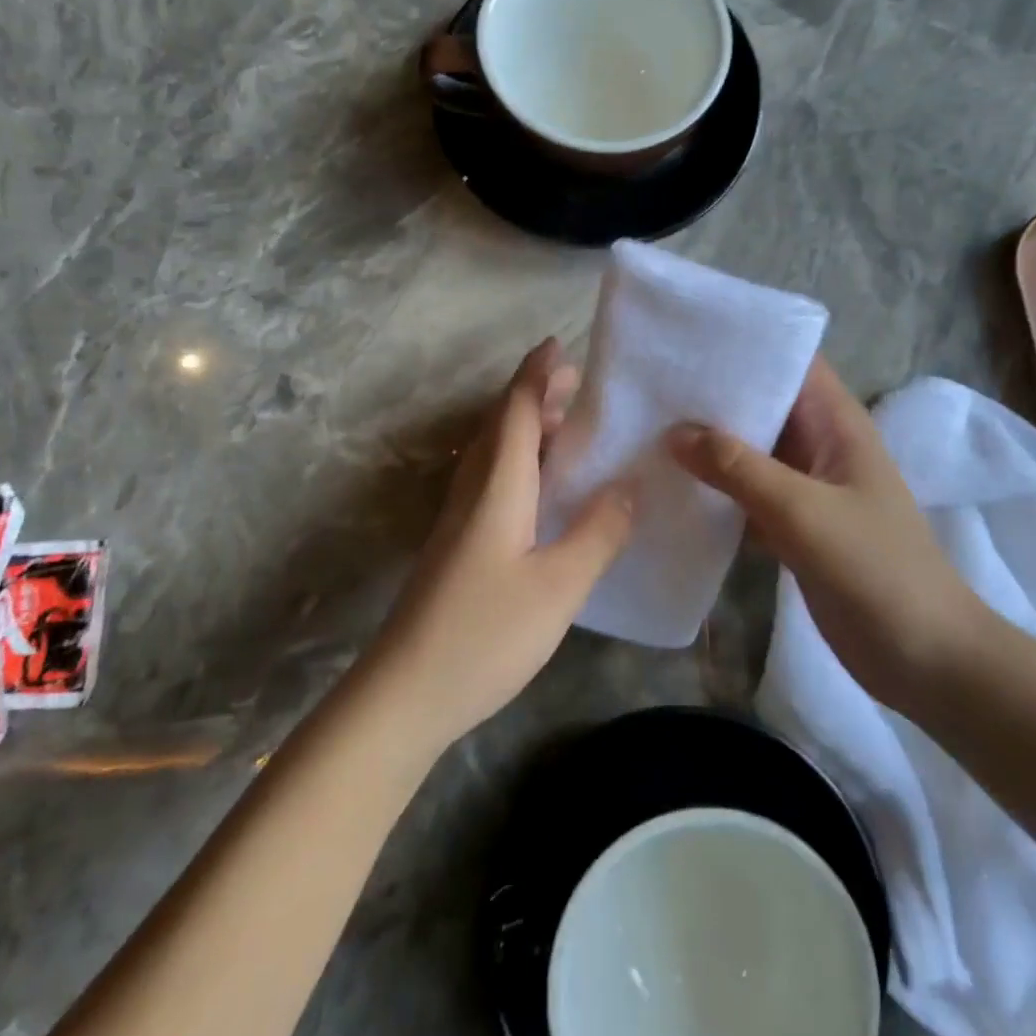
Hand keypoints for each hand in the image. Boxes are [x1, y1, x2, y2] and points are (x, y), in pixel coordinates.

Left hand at [371, 339, 634, 749]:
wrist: (406, 691)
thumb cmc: (485, 633)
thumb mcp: (558, 586)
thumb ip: (598, 532)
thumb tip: (629, 485)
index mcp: (498, 486)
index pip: (518, 412)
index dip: (537, 375)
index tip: (559, 344)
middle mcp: (474, 490)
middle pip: (503, 425)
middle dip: (537, 395)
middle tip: (578, 383)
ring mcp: (460, 519)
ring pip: (495, 453)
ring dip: (528, 428)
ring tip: (568, 426)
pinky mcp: (458, 544)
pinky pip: (493, 480)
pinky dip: (521, 462)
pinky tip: (542, 488)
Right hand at [667, 357, 982, 712]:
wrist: (925, 660)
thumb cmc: (876, 570)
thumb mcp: (804, 511)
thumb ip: (739, 468)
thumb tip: (675, 432)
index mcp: (836, 423)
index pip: (790, 361)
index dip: (745, 343)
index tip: (687, 336)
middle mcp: (819, 444)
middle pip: (762, 403)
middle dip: (712, 394)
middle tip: (649, 383)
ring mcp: (805, 487)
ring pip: (749, 450)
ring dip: (708, 443)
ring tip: (646, 426)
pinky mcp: (792, 525)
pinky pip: (745, 493)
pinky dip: (714, 488)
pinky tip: (669, 485)